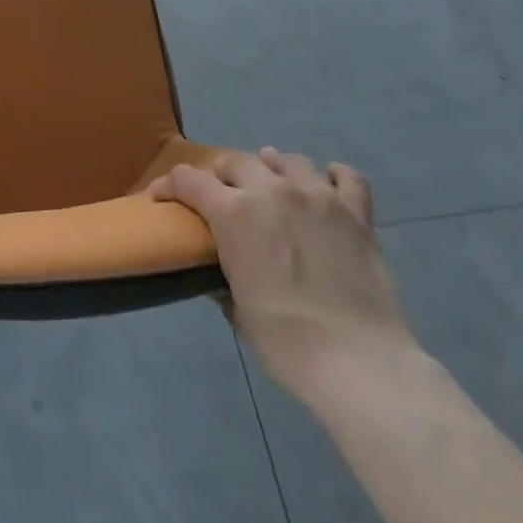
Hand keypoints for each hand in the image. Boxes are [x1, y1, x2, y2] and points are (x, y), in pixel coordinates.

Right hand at [151, 148, 415, 404]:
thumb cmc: (287, 342)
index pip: (188, 180)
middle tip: (223, 197)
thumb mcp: (238, 309)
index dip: (169, 186)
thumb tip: (220, 270)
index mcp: (234, 213)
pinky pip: (345, 177)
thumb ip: (224, 275)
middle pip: (236, 161)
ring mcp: (317, 196)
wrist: (360, 363)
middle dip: (222, 176)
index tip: (162, 197)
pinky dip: (333, 177)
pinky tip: (327, 188)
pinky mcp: (356, 212)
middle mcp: (271, 191)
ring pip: (287, 160)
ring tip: (273, 186)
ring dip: (272, 169)